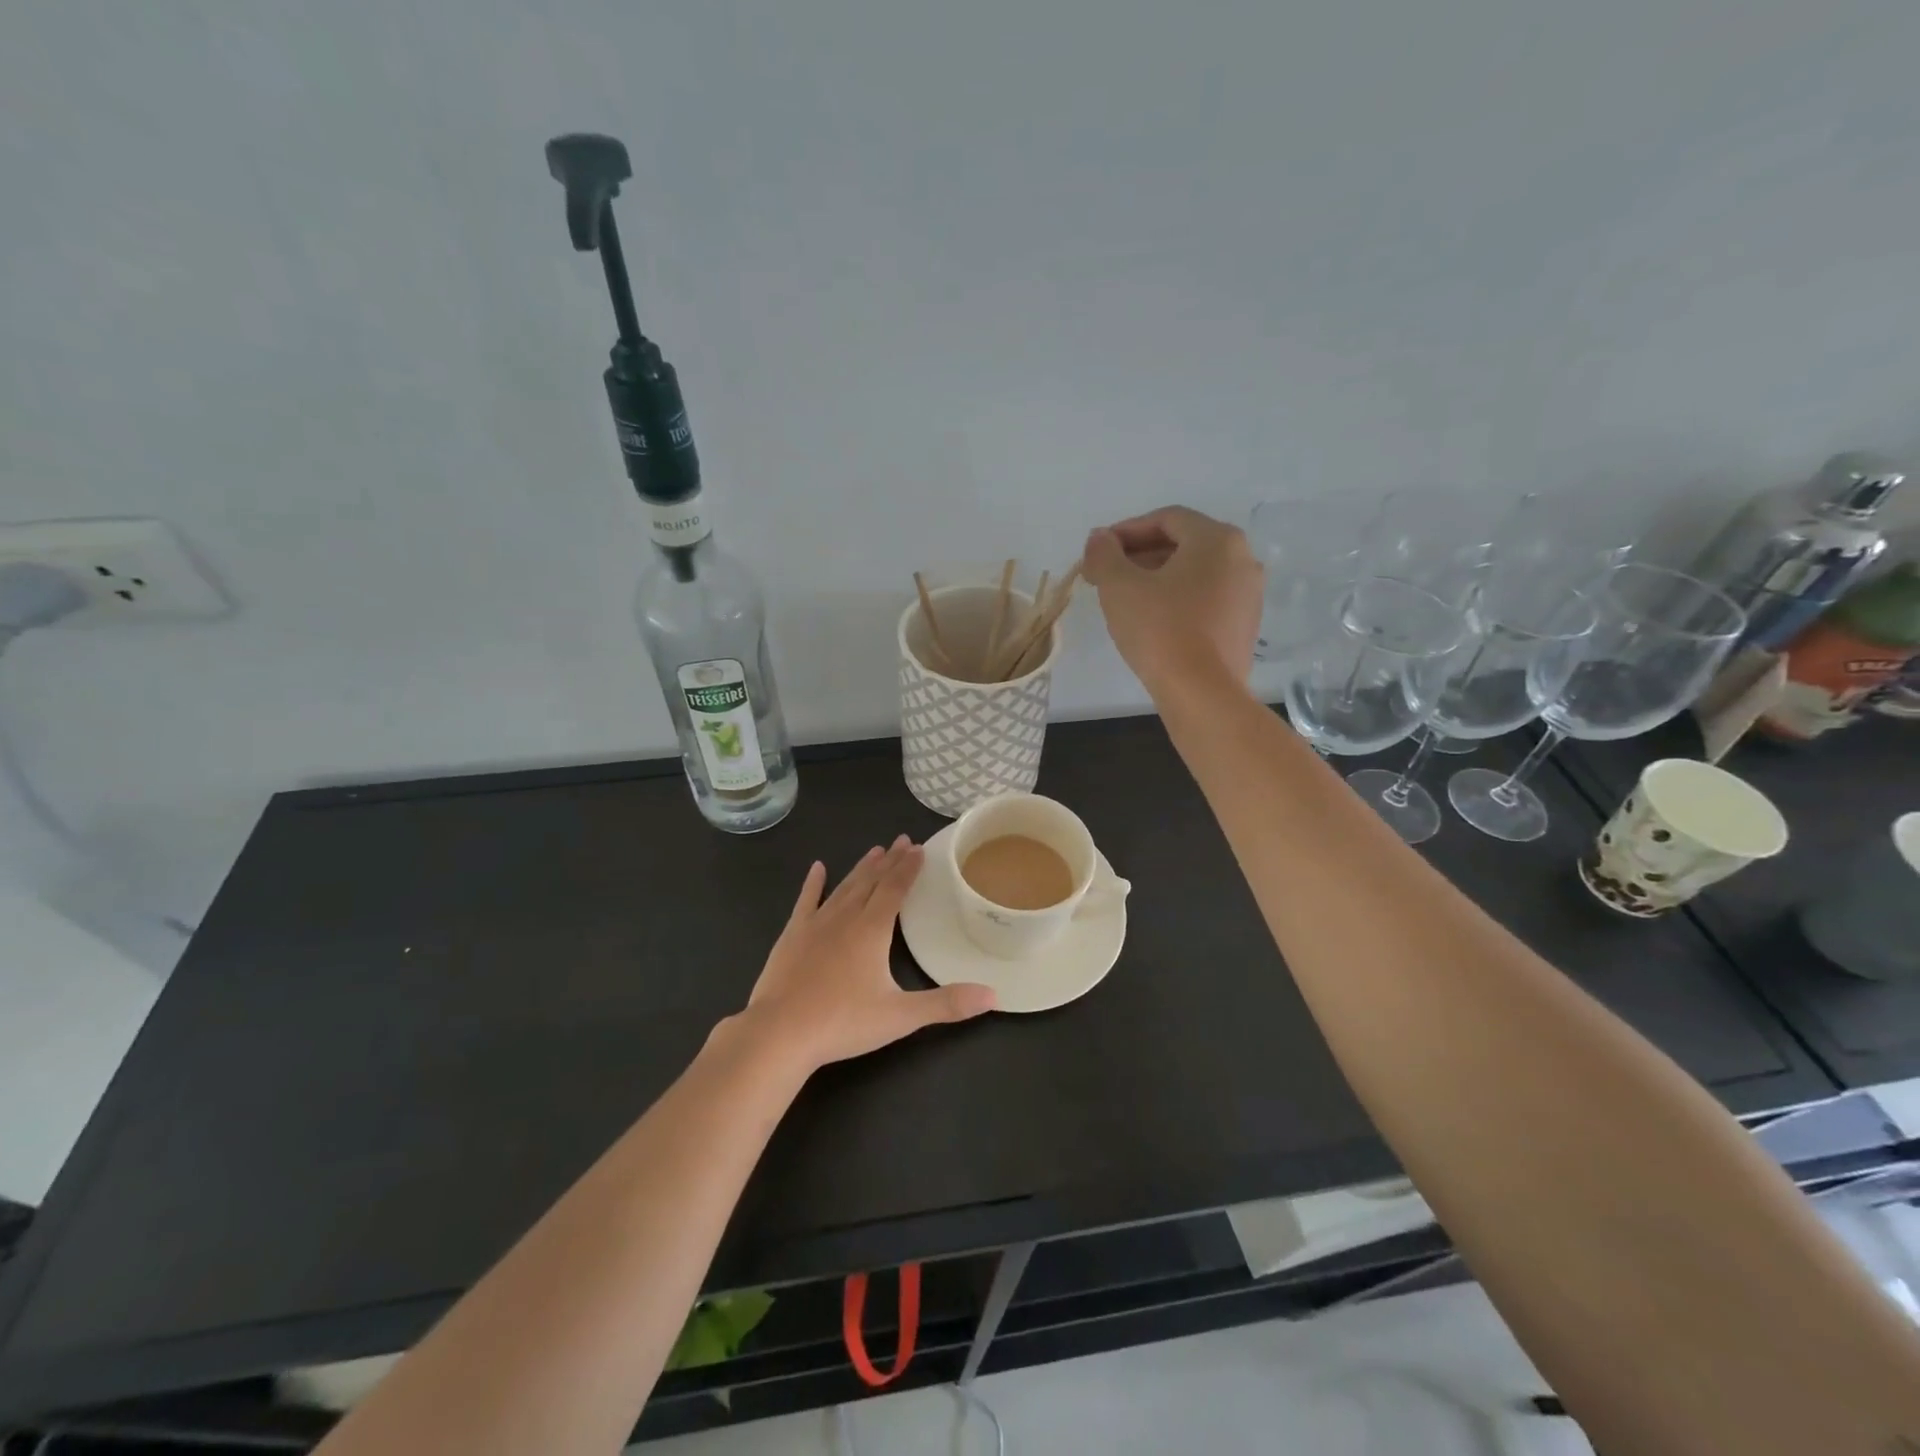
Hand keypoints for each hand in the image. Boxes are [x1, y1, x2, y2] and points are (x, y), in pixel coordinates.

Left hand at [740, 837, 994, 1070]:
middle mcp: (845, 917)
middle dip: (889, 861)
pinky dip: (813, 884)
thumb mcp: (901, 1016)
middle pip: (871, 881)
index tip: (919, 848)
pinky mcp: (791, 936)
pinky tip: (817, 868)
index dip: (908, 868)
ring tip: (874, 851)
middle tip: (902, 841)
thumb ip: (947, 1004)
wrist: (779, 1033)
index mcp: (872, 930)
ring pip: (843, 887)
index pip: (895, 889)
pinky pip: (805, 901)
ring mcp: (815, 924)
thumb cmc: (843, 1022)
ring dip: (861, 868)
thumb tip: (994, 996)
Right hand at [1082, 506, 1262, 693]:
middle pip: (1183, 544)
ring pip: (1195, 573)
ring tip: (1124, 599)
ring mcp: (1249, 594)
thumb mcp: (1119, 586)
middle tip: (1106, 575)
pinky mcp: (1245, 626)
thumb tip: (1099, 539)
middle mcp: (1242, 558)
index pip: (1166, 519)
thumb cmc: (1160, 629)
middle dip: (1140, 555)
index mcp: (1217, 539)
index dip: (1126, 531)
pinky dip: (1177, 600)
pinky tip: (1153, 621)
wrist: (1202, 693)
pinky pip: (1206, 599)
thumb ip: (1104, 554)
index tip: (1098, 550)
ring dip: (1157, 578)